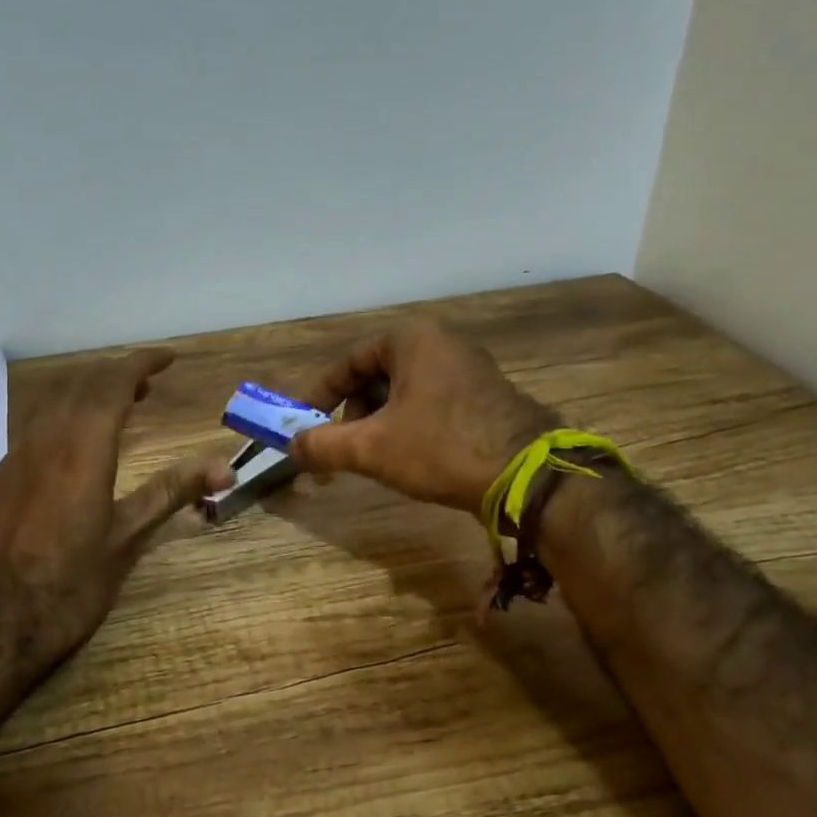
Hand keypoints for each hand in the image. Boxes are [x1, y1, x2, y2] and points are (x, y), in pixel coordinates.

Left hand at [0, 349, 233, 669]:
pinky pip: (31, 428)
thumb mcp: (127, 539)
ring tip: (114, 408)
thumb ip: (171, 493)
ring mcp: (12, 459)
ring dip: (85, 393)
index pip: (112, 384)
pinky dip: (61, 418)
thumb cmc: (70, 587)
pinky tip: (72, 447)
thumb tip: (224, 466)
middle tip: (147, 385)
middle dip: (115, 375)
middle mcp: (42, 442)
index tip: (167, 358)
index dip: (140, 364)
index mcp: (81, 449)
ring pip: (49, 403)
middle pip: (79, 385)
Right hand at [290, 322, 560, 514]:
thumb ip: (323, 444)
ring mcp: (470, 370)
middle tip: (339, 448)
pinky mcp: (486, 398)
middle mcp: (443, 345)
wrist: (525, 476)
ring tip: (371, 459)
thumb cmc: (440, 448)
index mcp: (413, 341)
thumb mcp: (370, 448)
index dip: (320, 393)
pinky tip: (408, 459)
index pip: (349, 361)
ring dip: (378, 425)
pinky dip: (407, 427)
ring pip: (404, 394)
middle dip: (351, 414)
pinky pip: (431, 405)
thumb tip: (292, 448)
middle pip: (376, 376)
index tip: (303, 423)